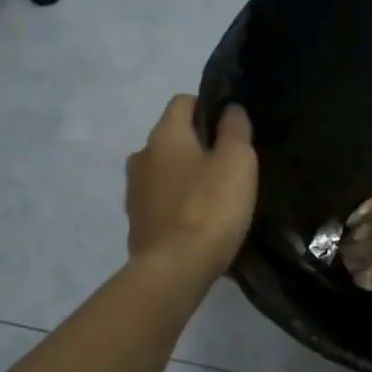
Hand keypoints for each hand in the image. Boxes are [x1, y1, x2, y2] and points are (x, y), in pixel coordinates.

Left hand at [126, 95, 256, 280]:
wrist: (175, 269)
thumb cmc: (210, 207)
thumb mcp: (237, 161)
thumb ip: (235, 130)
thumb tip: (230, 109)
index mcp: (164, 135)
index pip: (182, 102)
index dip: (207, 108)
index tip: (231, 128)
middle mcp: (141, 157)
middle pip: (171, 139)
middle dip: (196, 146)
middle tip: (227, 166)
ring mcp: (134, 193)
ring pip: (163, 172)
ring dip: (184, 178)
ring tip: (213, 197)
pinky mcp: (137, 224)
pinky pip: (160, 203)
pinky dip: (177, 205)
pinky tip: (197, 222)